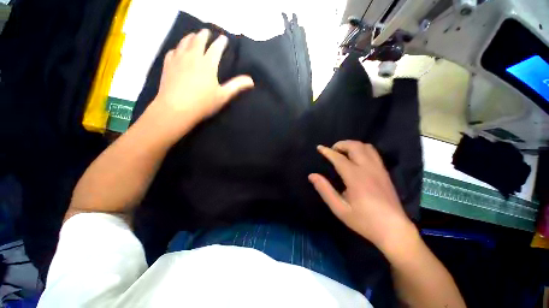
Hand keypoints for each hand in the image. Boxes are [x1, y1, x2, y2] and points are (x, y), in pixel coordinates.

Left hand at [148, 29, 253, 138]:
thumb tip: (251, 80)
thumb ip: (237, 86)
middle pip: (199, 40)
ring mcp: (178, 59)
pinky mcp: (168, 64)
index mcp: (208, 64)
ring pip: (184, 42)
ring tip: (194, 36)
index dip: (221, 42)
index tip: (224, 38)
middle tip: (208, 32)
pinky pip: (173, 51)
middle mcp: (192, 56)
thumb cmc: (203, 103)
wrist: (176, 109)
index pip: (216, 48)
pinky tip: (178, 50)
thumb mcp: (223, 96)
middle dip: (204, 35)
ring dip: (190, 37)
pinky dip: (178, 48)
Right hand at [308, 141, 415, 251]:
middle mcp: (368, 169)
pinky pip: (373, 153)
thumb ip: (325, 190)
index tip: (319, 147)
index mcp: (355, 177)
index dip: (327, 151)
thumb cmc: (364, 220)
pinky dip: (362, 150)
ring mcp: (379, 169)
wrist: (394, 230)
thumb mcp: (339, 208)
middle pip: (355, 146)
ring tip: (343, 153)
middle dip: (341, 144)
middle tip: (332, 151)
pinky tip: (357, 159)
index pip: (338, 158)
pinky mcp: (385, 172)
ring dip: (352, 145)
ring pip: (366, 147)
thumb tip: (312, 176)